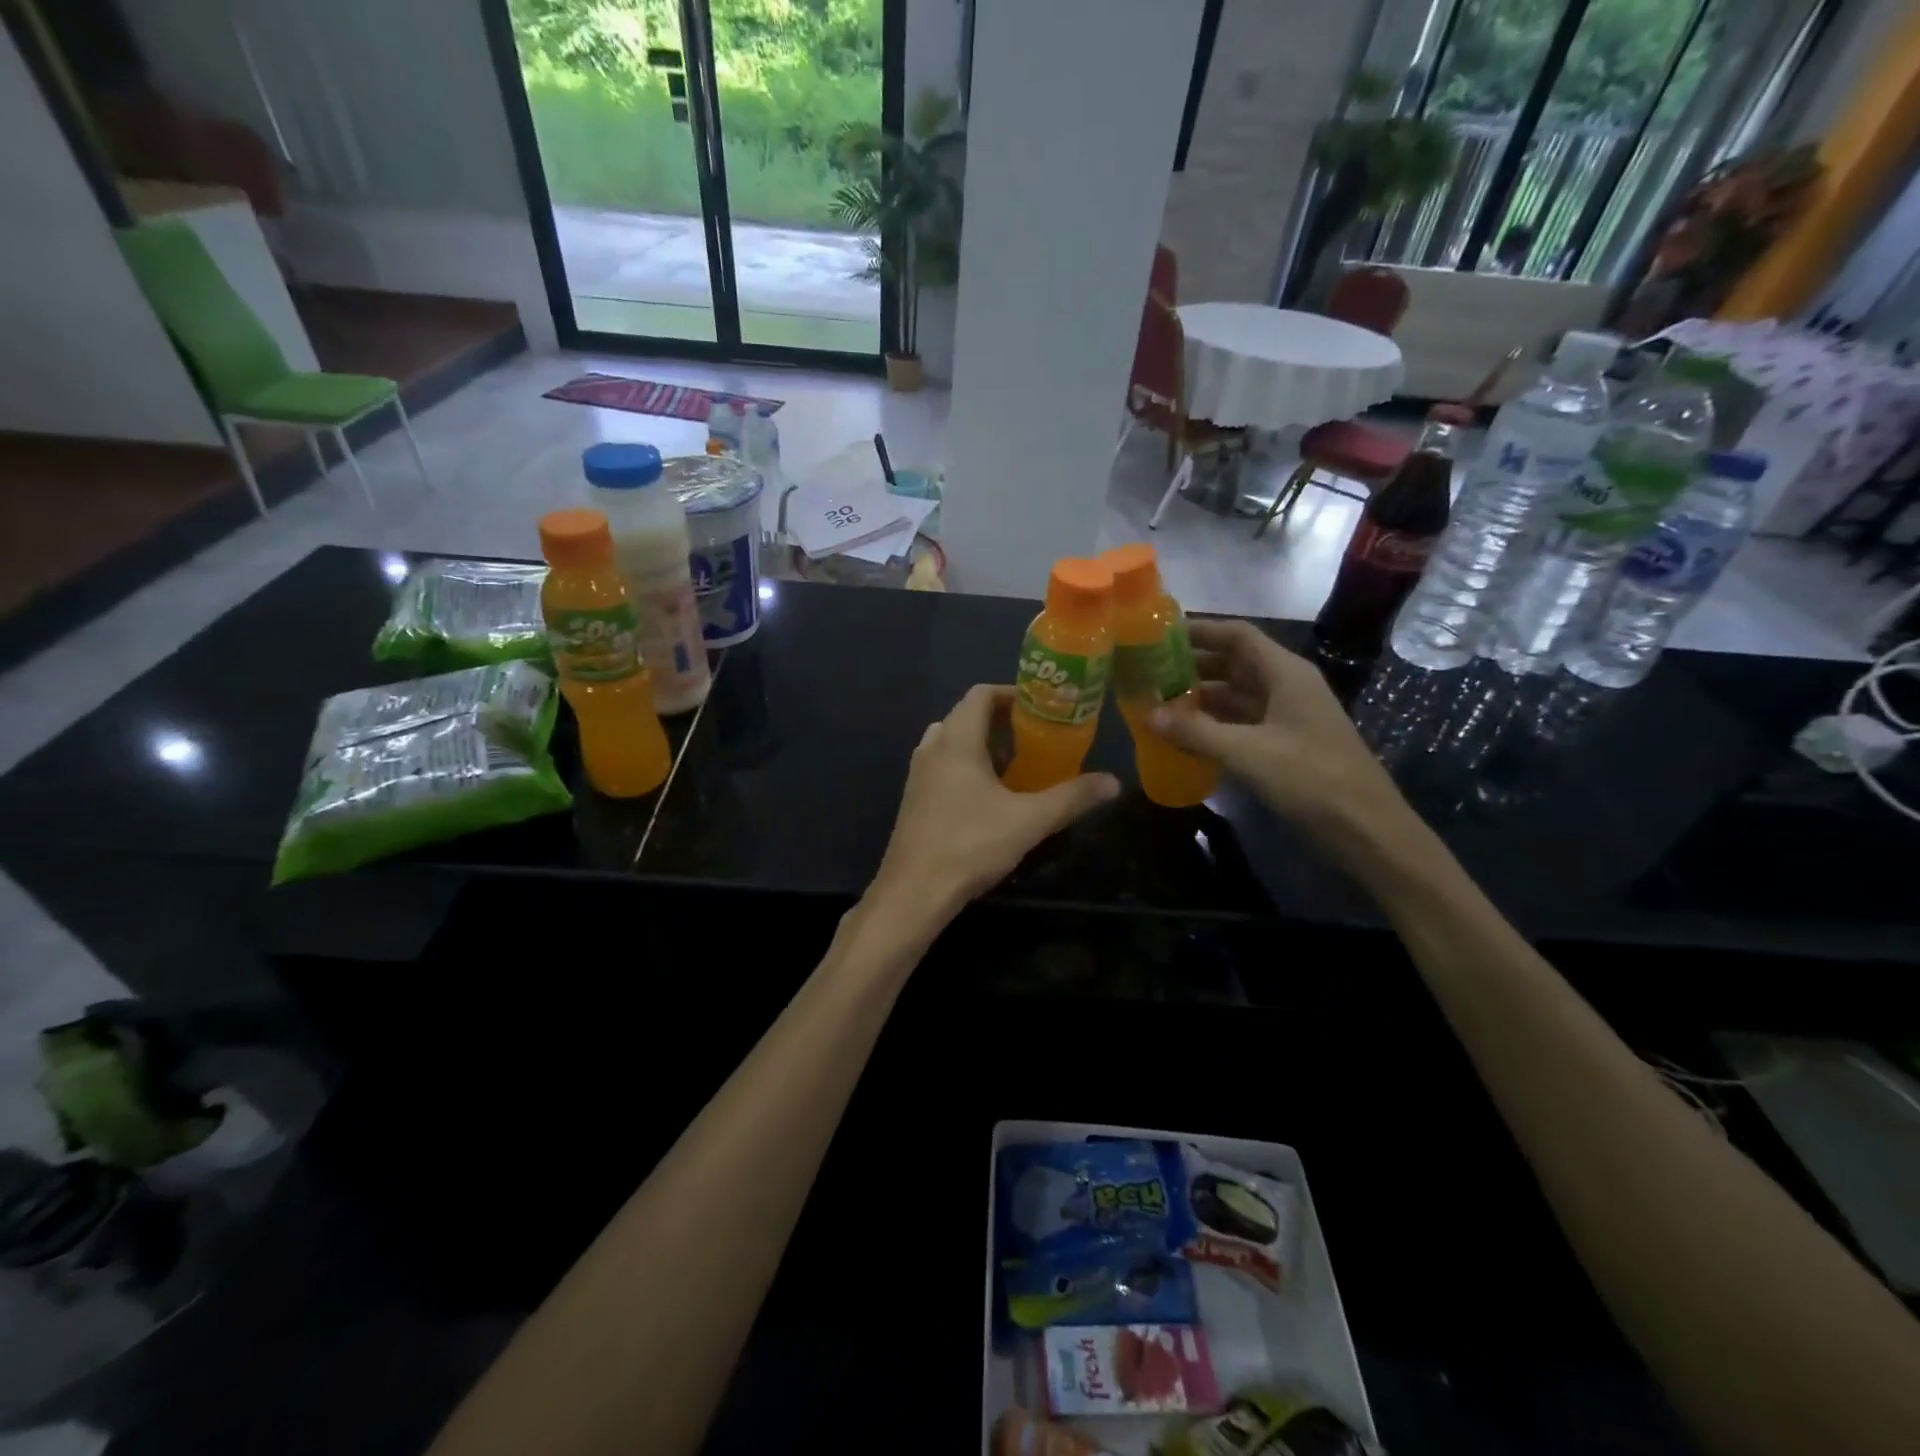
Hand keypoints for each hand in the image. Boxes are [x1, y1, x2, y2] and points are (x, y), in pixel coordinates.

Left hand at [869, 685, 1118, 922]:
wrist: (914, 891)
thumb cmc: (971, 845)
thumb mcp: (1030, 821)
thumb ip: (1072, 797)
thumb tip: (1113, 782)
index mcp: (957, 741)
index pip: (981, 694)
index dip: (1012, 694)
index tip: (1042, 709)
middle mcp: (932, 747)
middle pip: (967, 715)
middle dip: (1001, 721)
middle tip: (1034, 738)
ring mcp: (917, 773)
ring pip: (952, 740)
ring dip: (982, 744)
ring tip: (1014, 764)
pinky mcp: (913, 797)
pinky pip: (942, 764)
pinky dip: (966, 764)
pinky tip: (988, 796)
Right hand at [1150, 620, 1409, 844]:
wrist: (1365, 828)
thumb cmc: (1310, 777)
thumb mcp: (1247, 752)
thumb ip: (1195, 731)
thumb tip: (1147, 714)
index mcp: (1285, 673)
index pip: (1238, 636)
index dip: (1200, 630)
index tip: (1160, 635)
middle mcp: (1286, 687)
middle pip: (1234, 663)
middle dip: (1193, 665)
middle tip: (1149, 671)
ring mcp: (1287, 717)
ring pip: (1236, 695)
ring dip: (1200, 697)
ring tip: (1157, 701)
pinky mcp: (1284, 745)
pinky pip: (1242, 723)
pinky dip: (1213, 724)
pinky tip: (1184, 735)